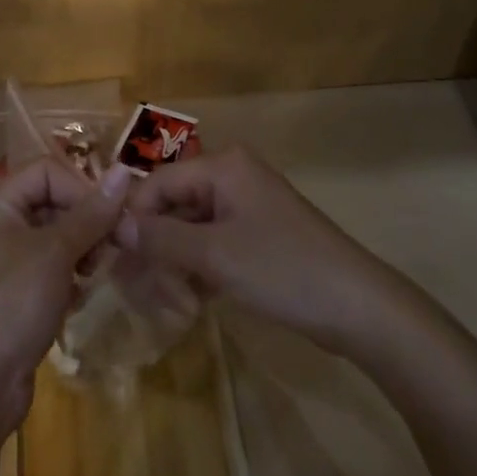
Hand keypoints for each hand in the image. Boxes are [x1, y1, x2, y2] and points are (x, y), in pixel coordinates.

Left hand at [0, 157, 130, 436]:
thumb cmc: (10, 305)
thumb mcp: (54, 253)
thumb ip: (91, 213)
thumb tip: (126, 170)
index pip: (47, 171)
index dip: (81, 187)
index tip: (113, 216)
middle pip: (53, 202)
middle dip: (88, 222)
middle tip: (120, 244)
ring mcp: (7, 263)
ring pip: (57, 239)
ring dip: (83, 252)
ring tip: (94, 275)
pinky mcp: (17, 296)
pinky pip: (52, 271)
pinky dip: (70, 279)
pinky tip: (79, 300)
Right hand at [116, 146, 394, 351]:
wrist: (360, 308)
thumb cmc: (284, 270)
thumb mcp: (216, 256)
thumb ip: (162, 239)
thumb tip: (115, 226)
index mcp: (223, 167)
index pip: (159, 182)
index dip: (135, 218)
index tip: (116, 258)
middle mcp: (231, 177)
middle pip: (173, 206)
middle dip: (156, 246)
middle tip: (141, 289)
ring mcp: (246, 208)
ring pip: (190, 229)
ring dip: (175, 263)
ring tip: (170, 303)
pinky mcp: (256, 237)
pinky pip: (211, 244)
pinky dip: (197, 269)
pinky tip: (190, 302)